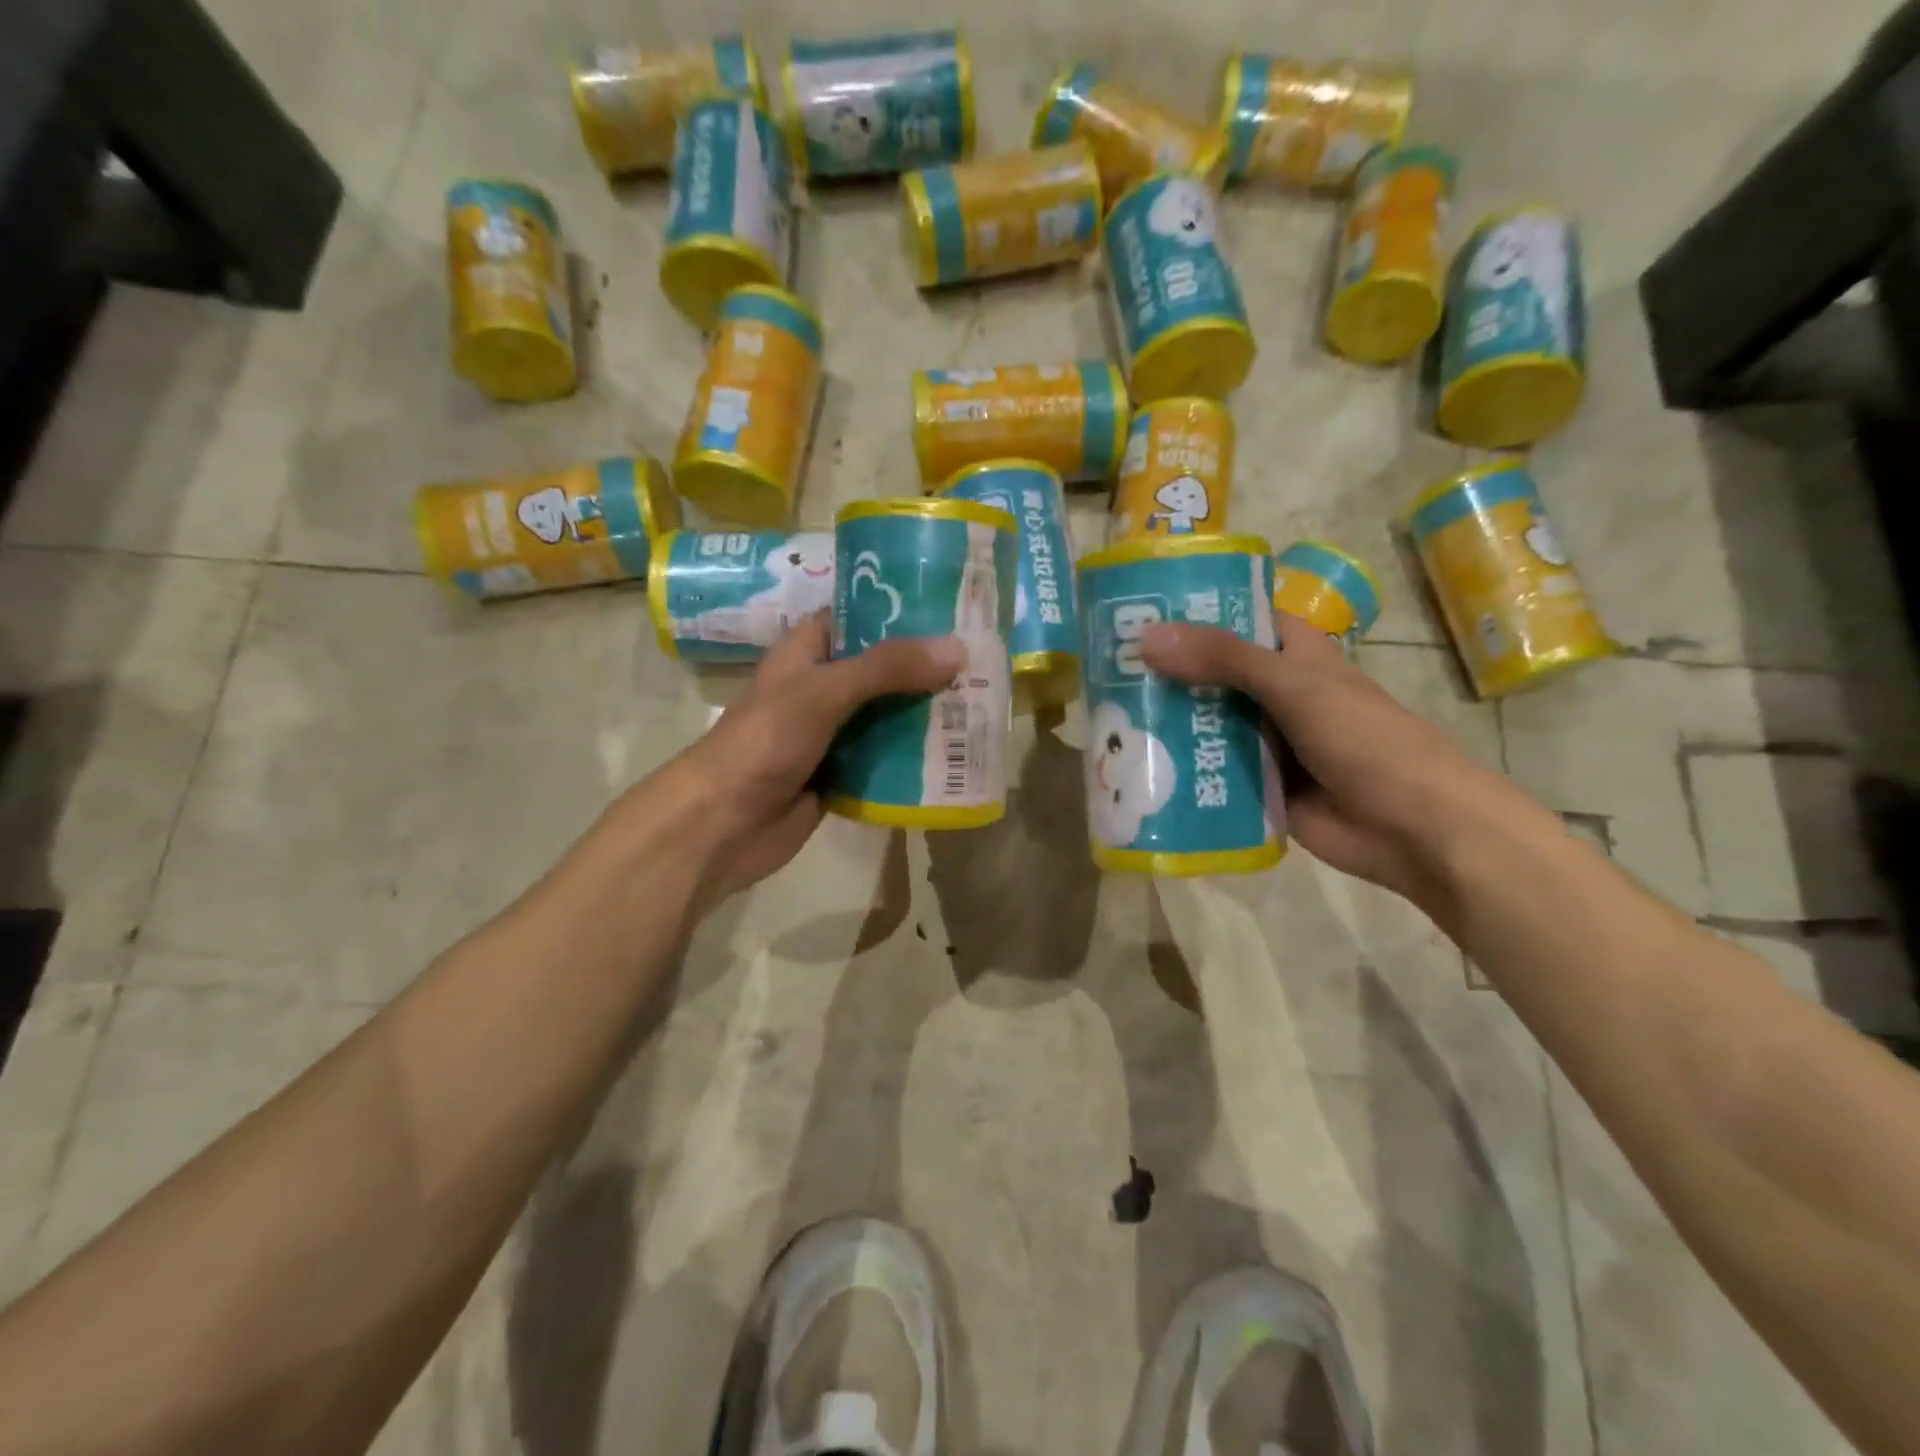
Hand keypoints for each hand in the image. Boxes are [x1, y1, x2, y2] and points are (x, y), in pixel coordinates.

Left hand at [671, 613, 963, 903]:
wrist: (721, 826)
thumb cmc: (763, 742)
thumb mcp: (823, 692)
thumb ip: (887, 668)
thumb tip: (957, 649)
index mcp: (807, 654)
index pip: (858, 619)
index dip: (899, 611)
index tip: (953, 609)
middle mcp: (821, 690)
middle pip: (882, 672)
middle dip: (926, 670)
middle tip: (984, 663)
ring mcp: (831, 736)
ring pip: (887, 718)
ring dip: (925, 717)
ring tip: (982, 707)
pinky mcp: (841, 777)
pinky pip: (885, 762)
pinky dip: (913, 761)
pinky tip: (956, 757)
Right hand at [1140, 611, 1506, 904]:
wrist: (1411, 828)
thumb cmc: (1364, 739)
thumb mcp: (1293, 685)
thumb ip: (1223, 659)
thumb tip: (1146, 637)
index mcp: (1296, 657)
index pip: (1241, 620)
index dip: (1197, 613)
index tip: (1141, 611)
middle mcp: (1277, 696)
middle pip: (1214, 676)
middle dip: (1168, 674)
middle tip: (1106, 669)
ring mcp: (1267, 744)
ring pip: (1209, 726)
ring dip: (1169, 725)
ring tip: (1108, 718)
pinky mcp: (1258, 787)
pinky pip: (1212, 773)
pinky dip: (1182, 771)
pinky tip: (1136, 769)